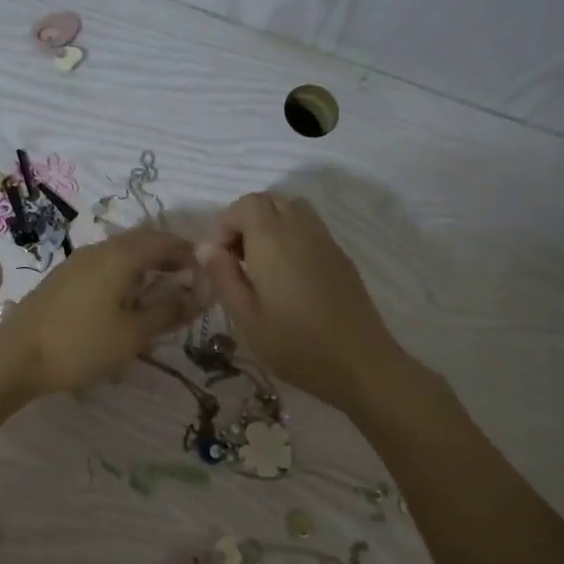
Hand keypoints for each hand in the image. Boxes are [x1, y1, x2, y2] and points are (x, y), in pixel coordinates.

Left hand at [0, 227, 199, 395]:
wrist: (17, 356)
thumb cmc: (82, 344)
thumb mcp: (133, 334)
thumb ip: (168, 311)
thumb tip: (198, 295)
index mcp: (121, 256)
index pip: (164, 241)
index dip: (188, 253)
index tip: (205, 272)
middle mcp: (99, 250)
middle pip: (141, 242)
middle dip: (167, 256)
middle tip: (186, 280)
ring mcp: (76, 263)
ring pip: (120, 253)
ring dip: (144, 266)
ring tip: (159, 291)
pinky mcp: (62, 279)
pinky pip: (103, 266)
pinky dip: (123, 275)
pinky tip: (124, 300)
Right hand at [196, 192, 404, 412]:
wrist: (359, 363)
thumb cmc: (295, 345)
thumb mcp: (246, 318)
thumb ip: (223, 277)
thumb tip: (205, 247)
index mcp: (273, 240)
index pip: (245, 204)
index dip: (225, 224)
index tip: (218, 260)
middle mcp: (301, 229)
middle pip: (270, 200)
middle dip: (246, 221)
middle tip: (236, 260)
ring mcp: (326, 240)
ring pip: (293, 210)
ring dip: (270, 225)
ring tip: (260, 265)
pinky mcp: (341, 256)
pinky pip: (310, 228)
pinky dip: (291, 236)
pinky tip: (287, 276)